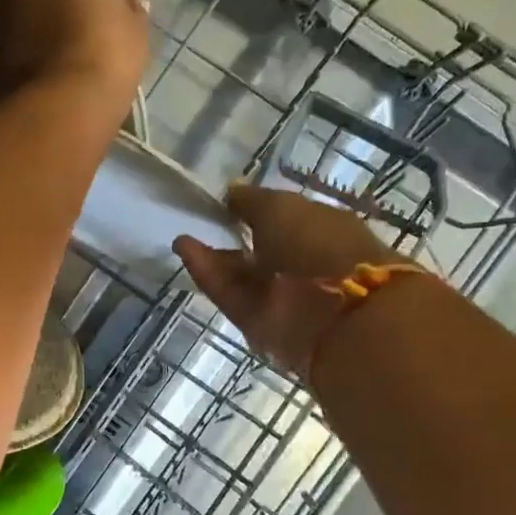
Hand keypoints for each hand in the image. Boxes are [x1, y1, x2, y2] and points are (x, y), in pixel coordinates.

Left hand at [0, 0, 147, 110]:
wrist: (54, 107)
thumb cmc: (105, 57)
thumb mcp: (137, 31)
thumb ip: (132, 9)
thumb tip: (127, 4)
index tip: (126, 14)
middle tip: (98, 27)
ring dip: (56, 12)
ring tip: (75, 47)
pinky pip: (25, 23)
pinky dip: (38, 34)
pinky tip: (55, 59)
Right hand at [174, 185, 401, 379]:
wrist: (333, 312)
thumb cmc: (316, 243)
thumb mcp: (280, 207)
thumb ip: (251, 200)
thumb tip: (231, 192)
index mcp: (322, 229)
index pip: (285, 219)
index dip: (256, 210)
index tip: (226, 203)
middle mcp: (303, 264)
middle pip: (260, 250)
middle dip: (232, 236)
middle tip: (200, 221)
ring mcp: (281, 297)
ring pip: (241, 275)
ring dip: (213, 256)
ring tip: (182, 237)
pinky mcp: (258, 322)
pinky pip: (229, 294)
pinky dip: (207, 273)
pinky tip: (184, 249)